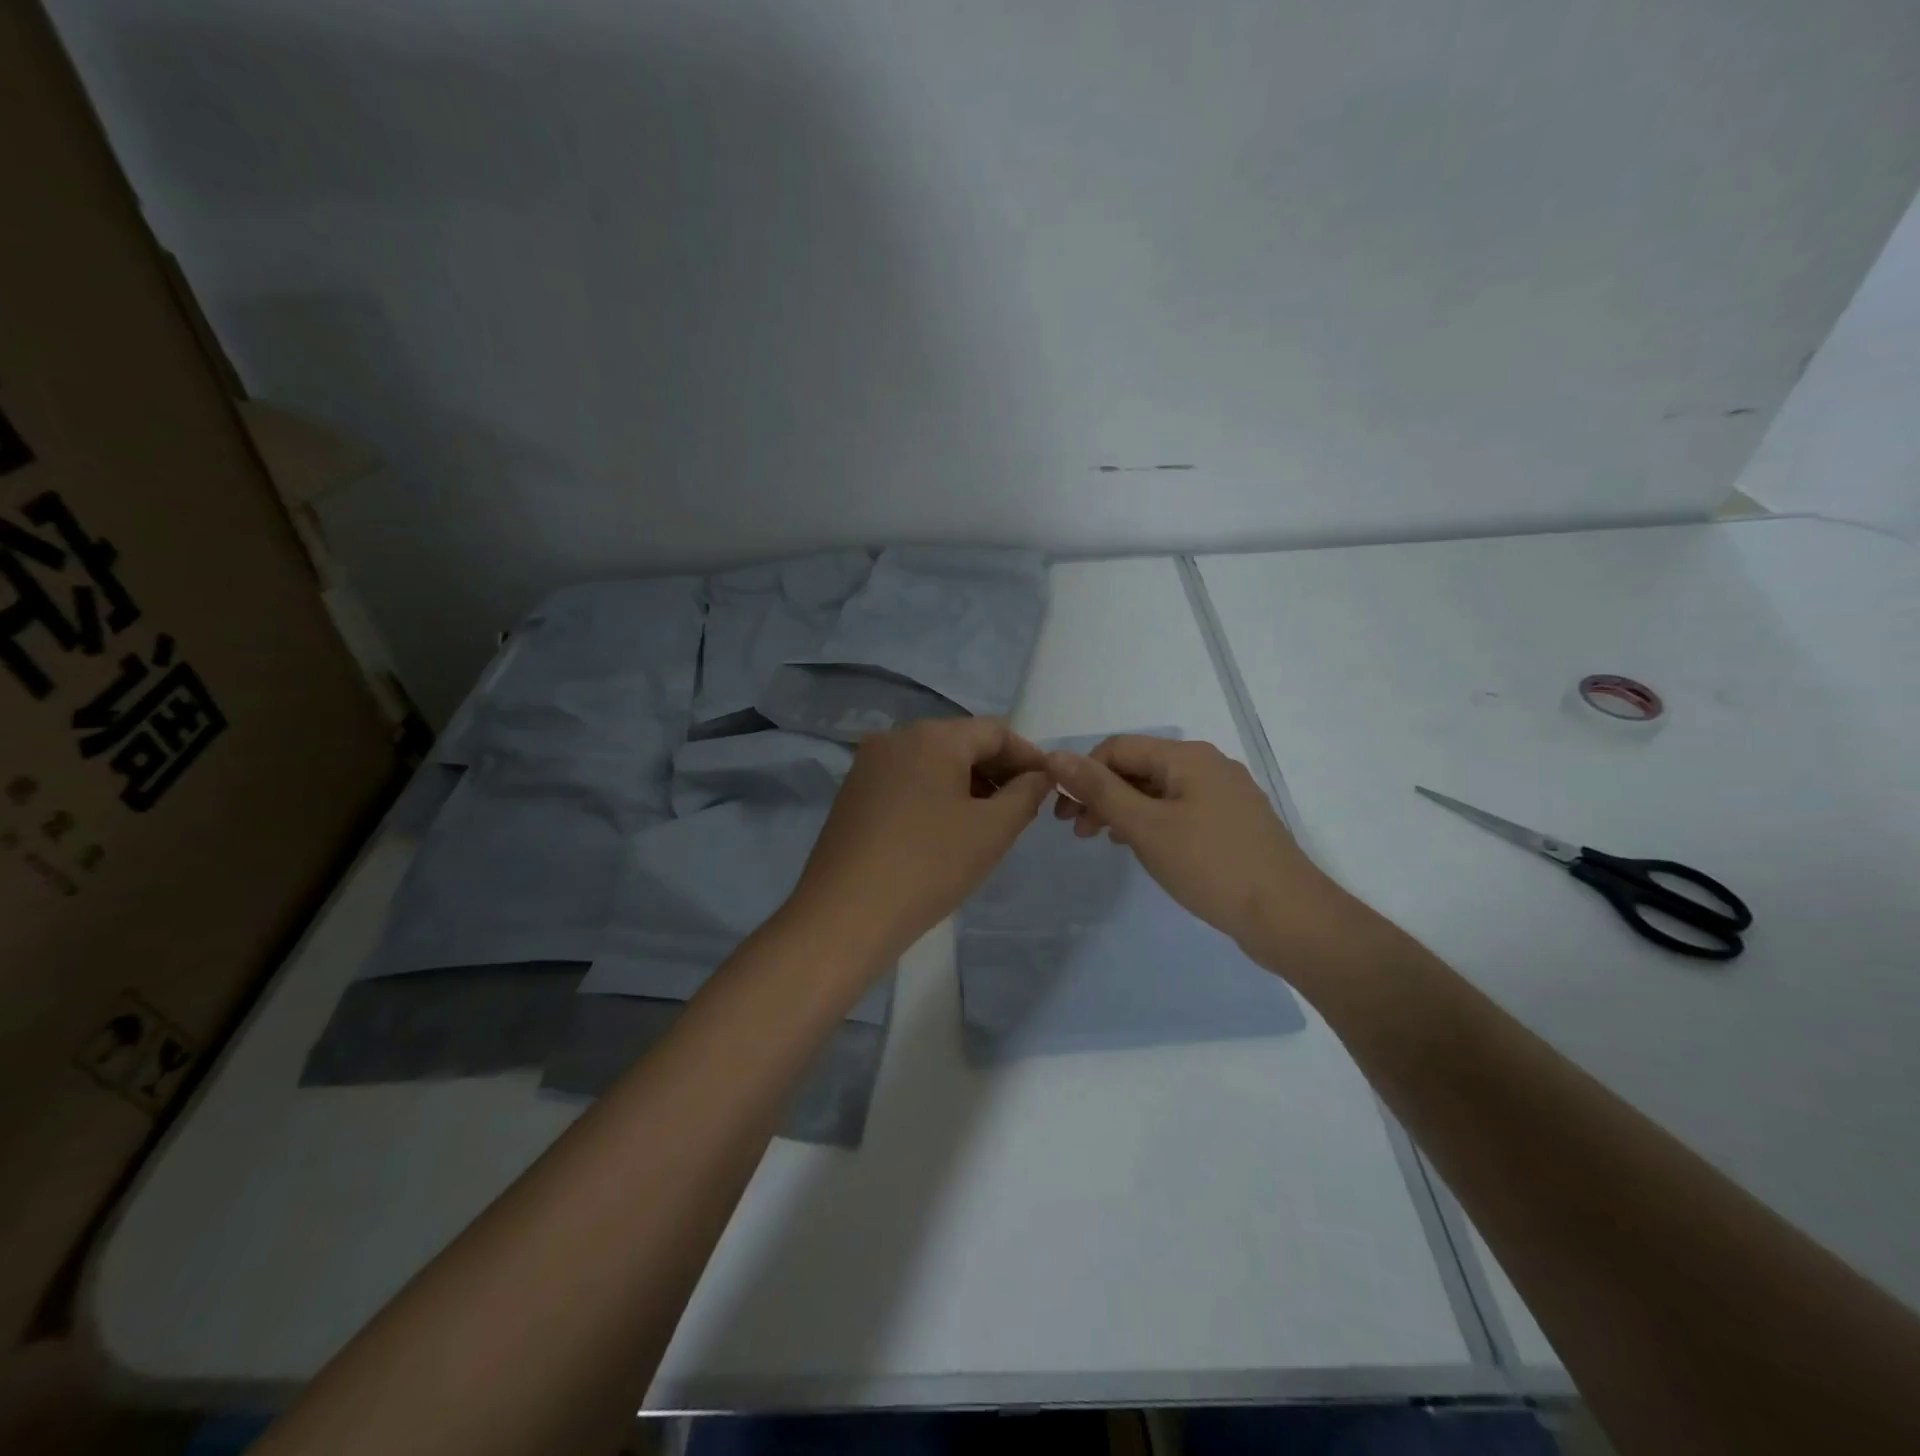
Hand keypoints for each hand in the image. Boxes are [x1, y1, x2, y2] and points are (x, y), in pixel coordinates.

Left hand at [788, 718, 1052, 962]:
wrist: (845, 914)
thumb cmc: (929, 866)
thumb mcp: (991, 831)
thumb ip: (1025, 795)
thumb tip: (1038, 776)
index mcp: (932, 736)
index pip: (995, 731)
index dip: (1027, 756)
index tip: (1049, 785)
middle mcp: (896, 737)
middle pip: (961, 742)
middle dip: (996, 771)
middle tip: (1022, 808)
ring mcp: (869, 764)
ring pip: (932, 762)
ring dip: (966, 784)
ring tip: (988, 823)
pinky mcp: (853, 792)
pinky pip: (907, 781)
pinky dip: (935, 795)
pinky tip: (946, 830)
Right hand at [1047, 735, 1356, 962]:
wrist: (1289, 916)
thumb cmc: (1210, 866)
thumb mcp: (1145, 826)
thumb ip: (1099, 790)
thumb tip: (1056, 756)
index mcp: (1187, 757)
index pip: (1118, 748)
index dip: (1083, 773)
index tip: (1061, 811)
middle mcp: (1207, 765)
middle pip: (1138, 767)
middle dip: (1101, 793)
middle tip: (1075, 830)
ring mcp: (1224, 794)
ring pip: (1158, 790)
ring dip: (1123, 809)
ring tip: (1100, 839)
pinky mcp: (1232, 822)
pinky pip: (1179, 809)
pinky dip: (1150, 821)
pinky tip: (1139, 846)